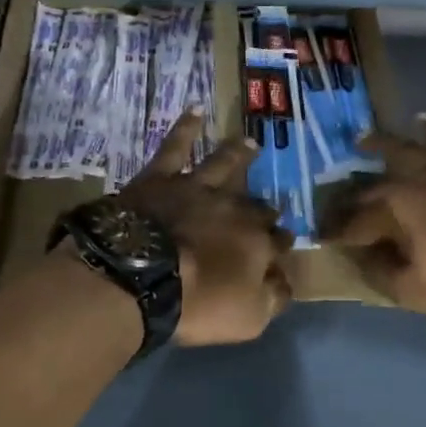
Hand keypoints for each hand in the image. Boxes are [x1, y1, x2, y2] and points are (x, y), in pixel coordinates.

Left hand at [119, 111, 292, 345]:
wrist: (139, 276)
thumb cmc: (197, 304)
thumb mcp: (248, 317)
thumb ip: (272, 297)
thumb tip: (286, 281)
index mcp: (256, 243)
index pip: (278, 243)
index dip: (281, 245)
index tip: (283, 247)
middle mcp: (234, 209)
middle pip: (255, 206)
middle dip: (266, 207)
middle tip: (272, 207)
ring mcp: (197, 189)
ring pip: (224, 165)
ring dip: (239, 155)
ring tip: (250, 143)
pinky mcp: (160, 178)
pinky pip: (175, 146)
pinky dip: (186, 127)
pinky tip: (194, 109)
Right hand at [324, 118, 425, 315]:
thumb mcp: (417, 290)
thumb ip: (381, 272)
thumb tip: (361, 255)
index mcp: (395, 206)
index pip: (353, 219)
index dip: (335, 232)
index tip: (320, 238)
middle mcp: (413, 177)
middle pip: (372, 183)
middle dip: (350, 195)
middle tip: (335, 201)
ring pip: (405, 150)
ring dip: (381, 146)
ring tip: (364, 140)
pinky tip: (425, 124)